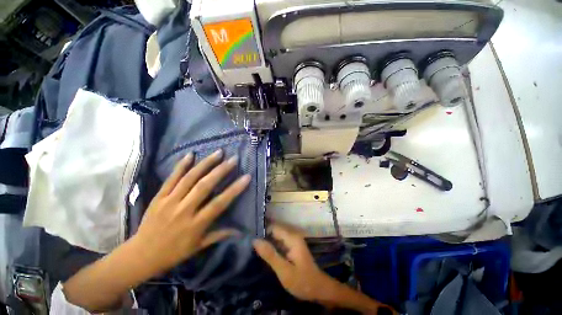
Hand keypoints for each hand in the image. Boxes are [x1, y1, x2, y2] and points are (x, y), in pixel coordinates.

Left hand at [132, 149, 249, 275]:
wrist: (140, 255)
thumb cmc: (173, 253)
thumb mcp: (198, 247)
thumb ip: (219, 235)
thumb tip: (239, 231)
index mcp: (196, 224)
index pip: (219, 203)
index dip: (234, 189)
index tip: (246, 177)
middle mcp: (184, 210)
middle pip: (205, 186)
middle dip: (221, 170)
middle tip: (234, 159)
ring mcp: (169, 201)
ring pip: (190, 178)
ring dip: (205, 163)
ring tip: (218, 152)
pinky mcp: (158, 197)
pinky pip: (171, 178)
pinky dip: (181, 165)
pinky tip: (191, 154)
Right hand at [252, 223, 337, 301]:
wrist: (318, 289)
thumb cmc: (302, 281)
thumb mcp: (284, 270)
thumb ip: (270, 255)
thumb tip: (255, 240)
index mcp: (292, 237)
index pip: (273, 227)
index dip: (262, 231)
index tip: (250, 239)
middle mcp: (292, 235)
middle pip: (274, 231)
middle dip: (263, 237)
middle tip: (250, 246)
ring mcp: (293, 241)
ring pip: (276, 237)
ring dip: (266, 242)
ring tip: (254, 249)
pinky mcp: (292, 247)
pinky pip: (279, 242)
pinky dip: (271, 246)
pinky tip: (264, 253)